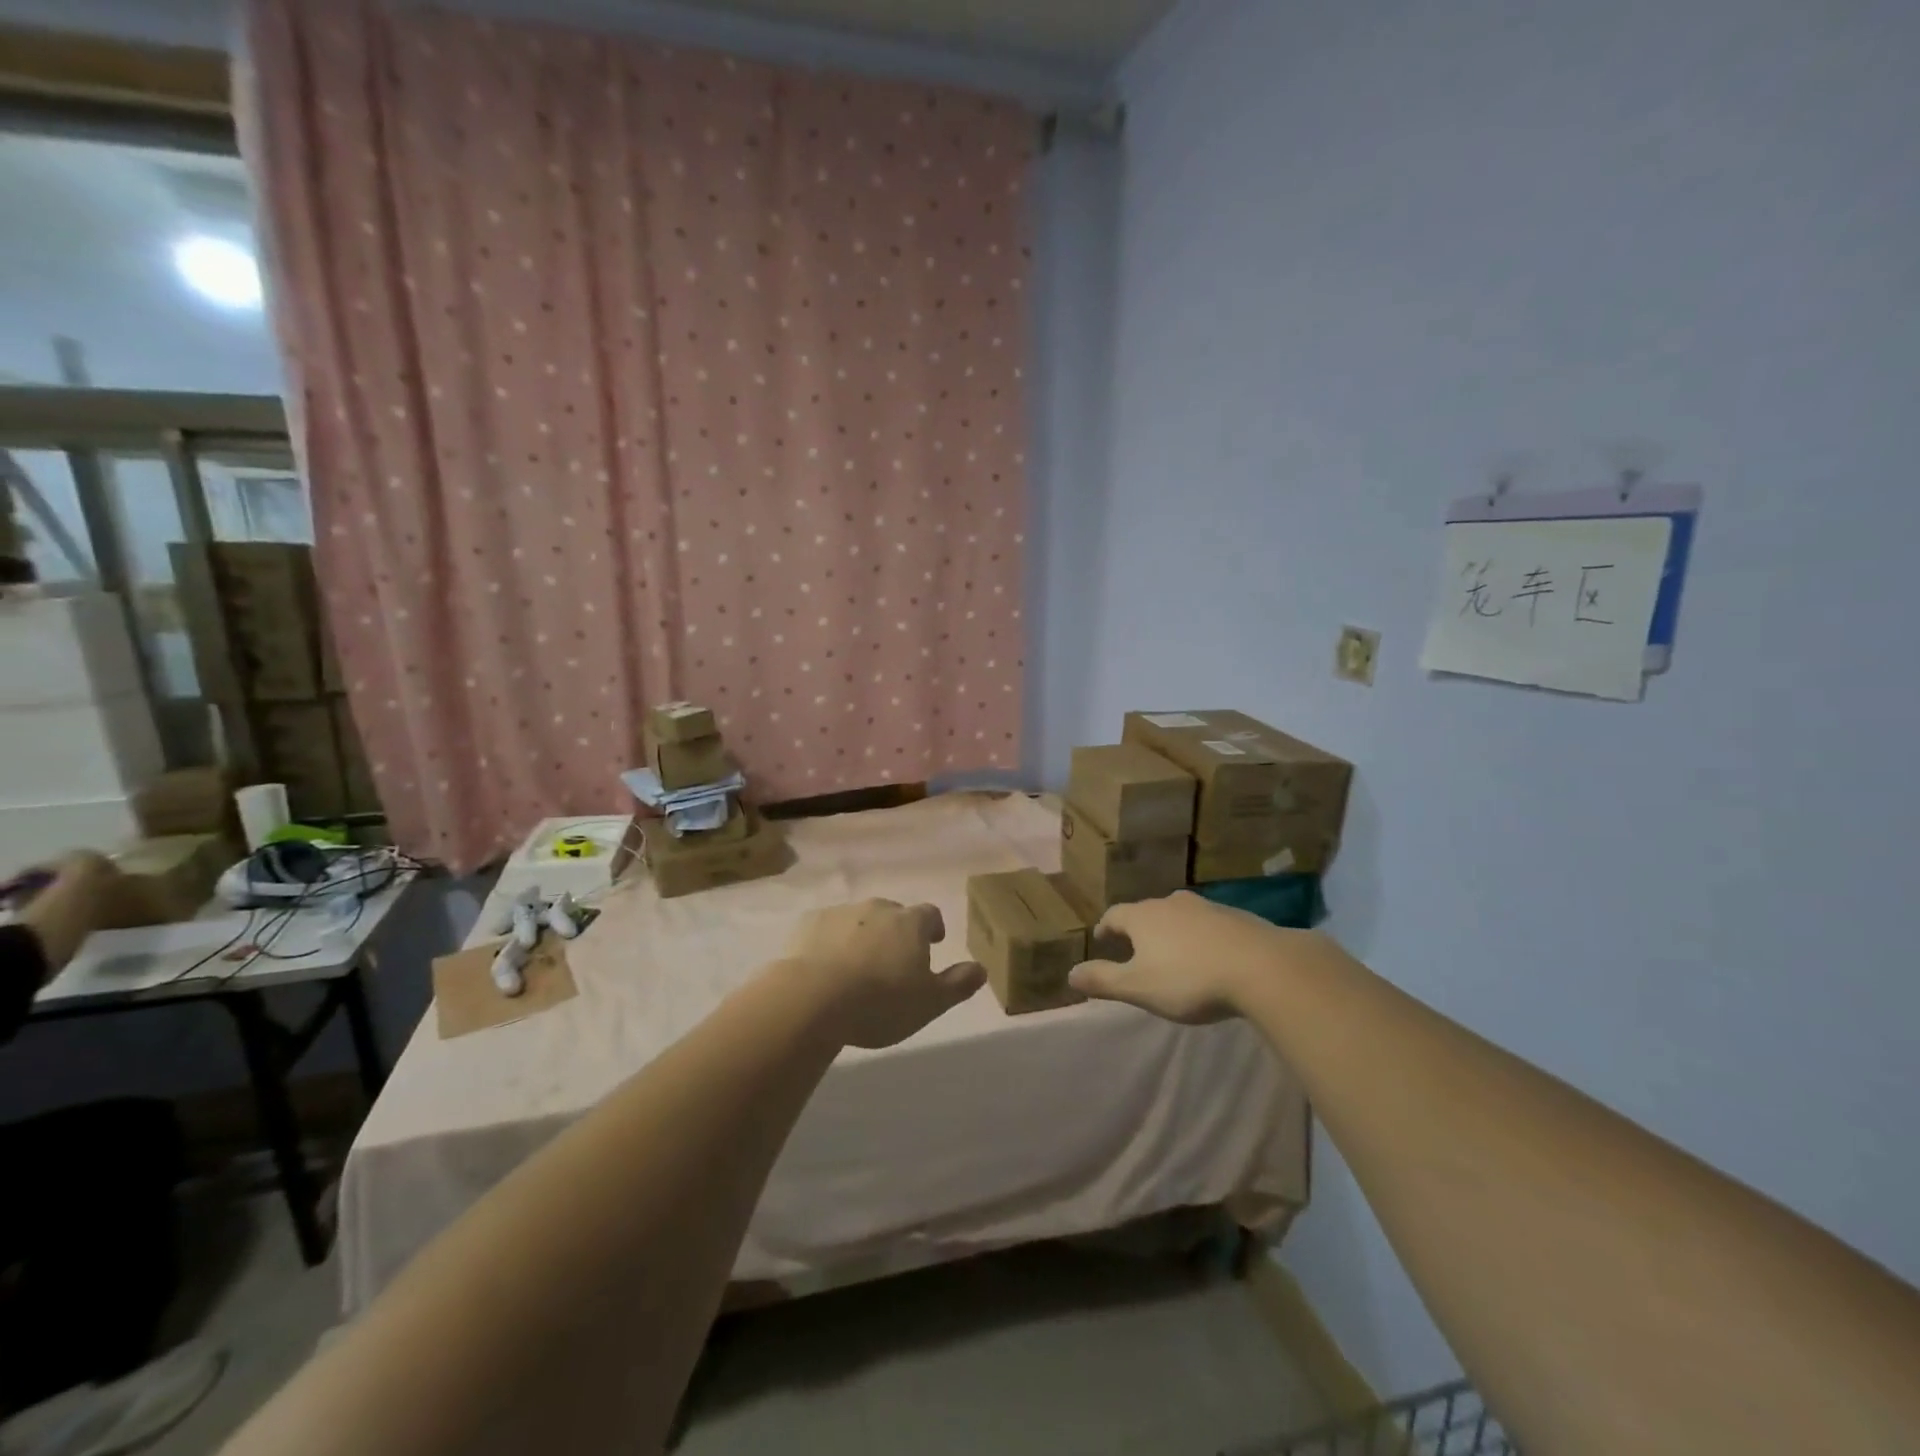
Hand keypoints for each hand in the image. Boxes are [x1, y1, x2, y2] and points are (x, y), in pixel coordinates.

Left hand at [784, 899, 985, 1048]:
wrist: (812, 998)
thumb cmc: (880, 1002)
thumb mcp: (930, 1002)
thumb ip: (958, 984)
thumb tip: (981, 969)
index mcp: (910, 923)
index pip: (930, 914)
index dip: (933, 927)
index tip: (933, 942)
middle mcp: (877, 909)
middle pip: (893, 914)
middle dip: (896, 932)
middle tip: (893, 960)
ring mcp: (840, 913)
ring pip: (858, 920)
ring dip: (863, 936)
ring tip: (858, 968)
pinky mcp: (808, 925)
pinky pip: (826, 929)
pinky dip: (830, 942)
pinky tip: (825, 968)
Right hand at [1069, 891, 1316, 1023]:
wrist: (1262, 967)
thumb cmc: (1190, 979)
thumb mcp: (1139, 987)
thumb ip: (1103, 980)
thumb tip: (1070, 974)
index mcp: (1143, 917)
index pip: (1115, 915)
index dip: (1106, 927)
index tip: (1102, 938)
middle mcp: (1171, 903)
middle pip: (1147, 911)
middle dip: (1138, 927)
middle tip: (1135, 946)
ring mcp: (1206, 907)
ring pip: (1178, 914)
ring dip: (1170, 929)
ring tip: (1171, 950)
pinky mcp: (1236, 916)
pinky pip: (1208, 923)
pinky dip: (1200, 935)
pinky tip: (1209, 954)